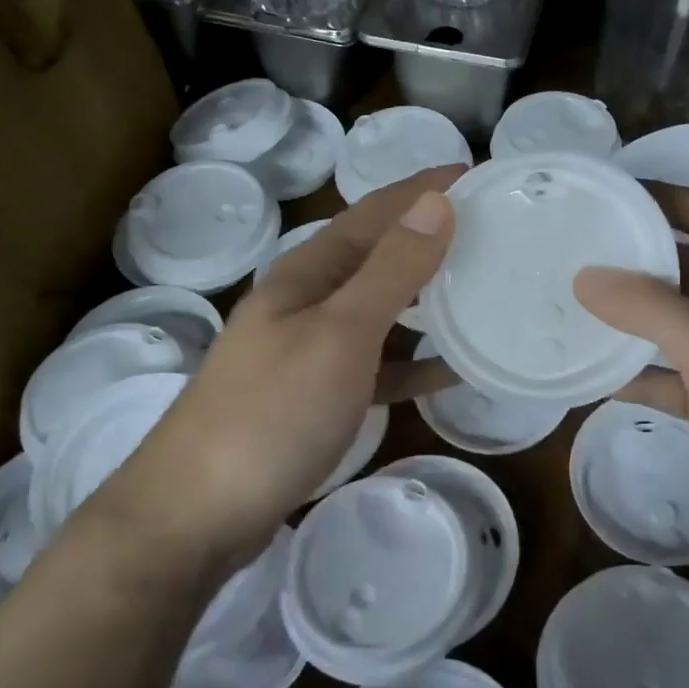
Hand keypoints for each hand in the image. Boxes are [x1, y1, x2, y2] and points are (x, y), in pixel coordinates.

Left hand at [110, 166, 461, 561]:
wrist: (197, 515)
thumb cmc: (271, 412)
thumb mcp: (341, 333)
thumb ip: (391, 270)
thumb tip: (437, 203)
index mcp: (309, 272)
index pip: (376, 211)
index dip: (423, 189)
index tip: (477, 173)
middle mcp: (309, 301)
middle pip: (380, 256)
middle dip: (430, 237)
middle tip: (491, 231)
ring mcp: (312, 350)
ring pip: (383, 310)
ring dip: (428, 297)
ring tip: (482, 290)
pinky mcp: (319, 397)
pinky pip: (380, 365)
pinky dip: (415, 361)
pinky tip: (453, 369)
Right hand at [574, 184, 688, 582]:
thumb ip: (653, 310)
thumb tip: (586, 275)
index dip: (657, 197)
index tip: (598, 194)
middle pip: (684, 263)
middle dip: (632, 254)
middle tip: (568, 246)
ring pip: (670, 318)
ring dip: (626, 312)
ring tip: (566, 299)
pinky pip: (665, 370)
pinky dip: (632, 368)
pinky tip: (588, 370)